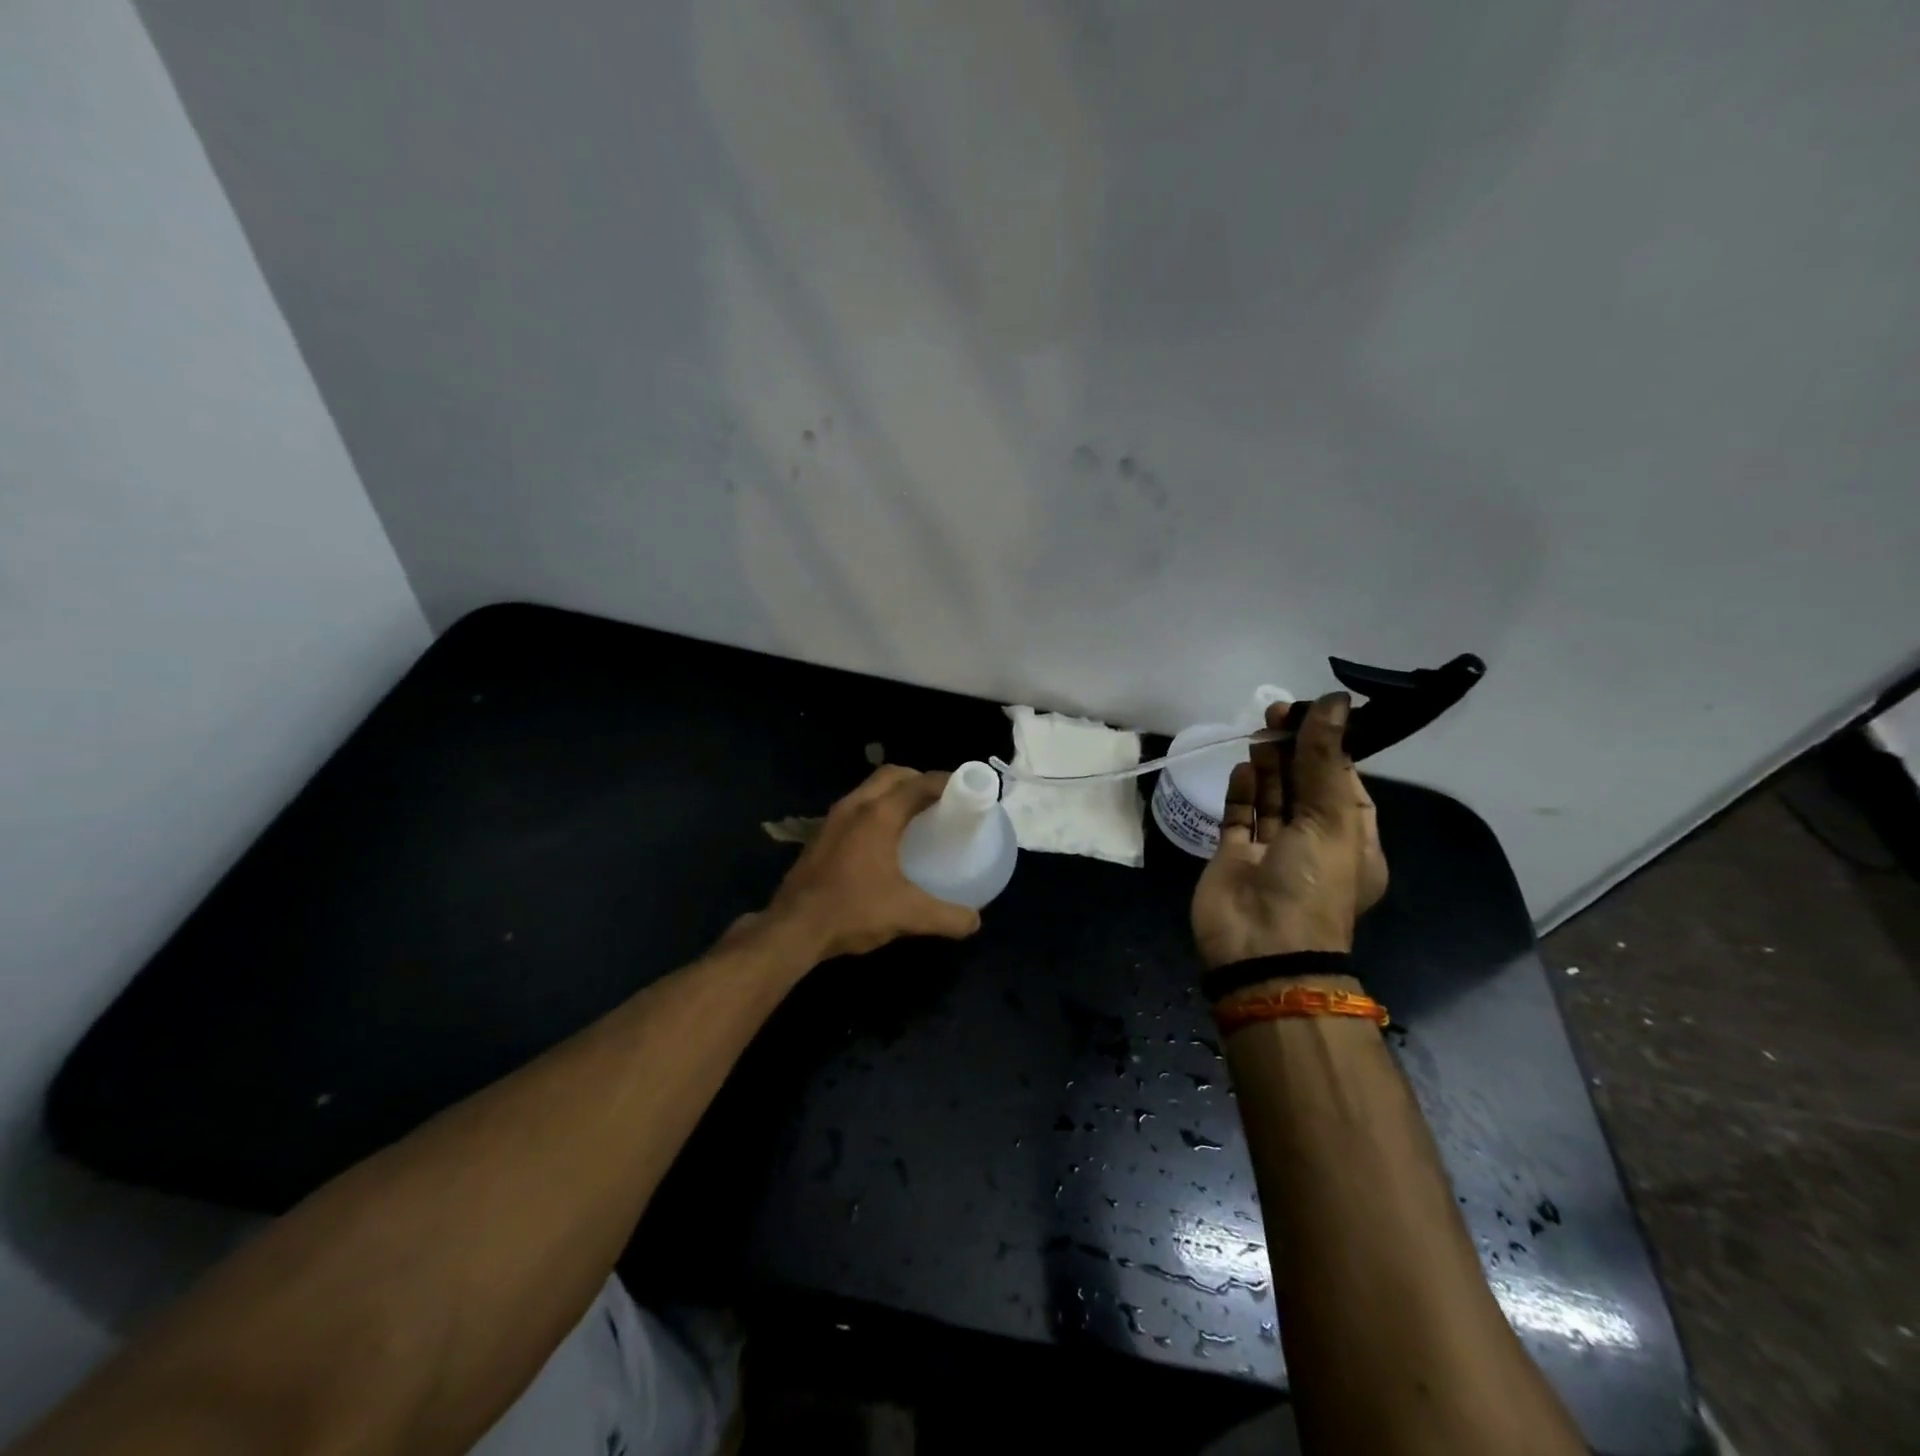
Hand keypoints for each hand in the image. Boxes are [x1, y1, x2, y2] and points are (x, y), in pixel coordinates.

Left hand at [766, 766, 982, 959]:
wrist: (792, 929)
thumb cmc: (853, 910)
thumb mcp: (908, 915)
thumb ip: (947, 917)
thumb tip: (974, 921)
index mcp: (878, 814)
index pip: (919, 783)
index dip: (947, 782)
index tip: (968, 791)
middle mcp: (855, 806)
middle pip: (892, 775)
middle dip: (919, 780)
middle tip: (942, 802)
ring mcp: (833, 819)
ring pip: (870, 789)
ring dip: (894, 794)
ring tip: (916, 817)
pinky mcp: (821, 835)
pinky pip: (856, 808)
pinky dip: (876, 810)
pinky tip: (885, 841)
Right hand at [1190, 693, 1388, 969]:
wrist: (1261, 948)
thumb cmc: (1311, 883)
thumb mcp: (1331, 818)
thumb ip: (1325, 757)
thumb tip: (1334, 700)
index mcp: (1352, 840)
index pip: (1345, 782)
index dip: (1330, 746)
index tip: (1313, 712)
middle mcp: (1313, 842)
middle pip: (1305, 785)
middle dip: (1295, 749)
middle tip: (1278, 713)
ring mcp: (1271, 850)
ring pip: (1272, 798)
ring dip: (1269, 766)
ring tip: (1260, 733)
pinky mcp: (1234, 856)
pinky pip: (1240, 816)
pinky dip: (1242, 791)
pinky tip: (1242, 767)